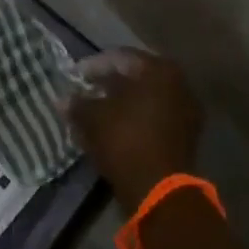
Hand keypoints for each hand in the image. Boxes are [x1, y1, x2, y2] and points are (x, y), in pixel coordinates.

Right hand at [66, 48, 201, 211]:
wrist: (159, 190)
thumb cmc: (126, 140)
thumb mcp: (94, 118)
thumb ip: (78, 104)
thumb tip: (62, 100)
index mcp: (160, 69)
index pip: (120, 58)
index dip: (92, 66)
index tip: (73, 76)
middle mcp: (179, 84)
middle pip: (135, 78)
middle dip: (107, 86)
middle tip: (84, 93)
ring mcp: (186, 111)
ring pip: (144, 101)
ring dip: (119, 105)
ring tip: (94, 114)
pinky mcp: (185, 137)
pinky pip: (153, 120)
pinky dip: (133, 122)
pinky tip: (112, 131)